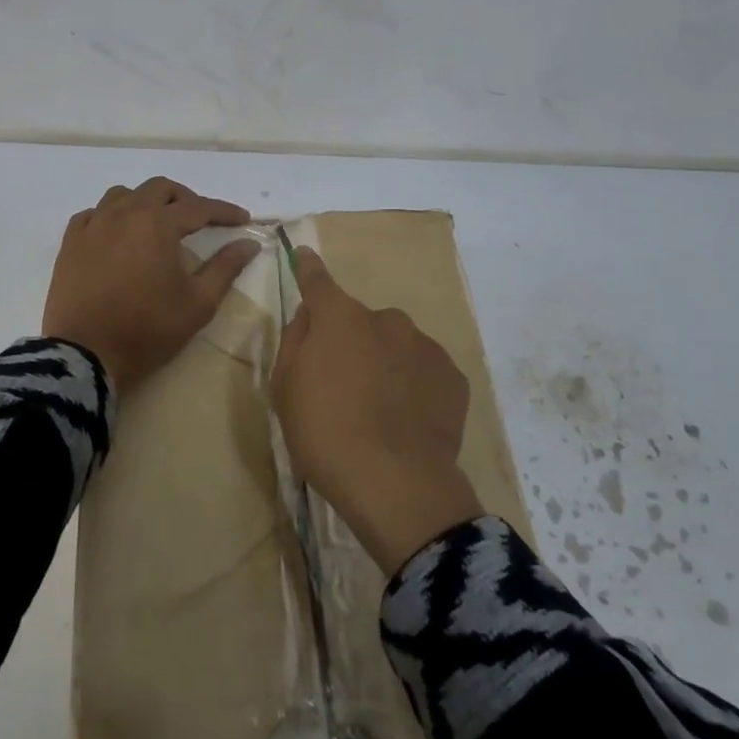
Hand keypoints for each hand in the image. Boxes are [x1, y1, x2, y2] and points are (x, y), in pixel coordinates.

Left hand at [42, 178, 260, 393]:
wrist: (86, 354)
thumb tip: (248, 244)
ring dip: (146, 202)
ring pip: (123, 195)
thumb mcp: (198, 303)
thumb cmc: (148, 329)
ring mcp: (93, 225)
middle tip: (200, 220)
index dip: (224, 211)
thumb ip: (225, 268)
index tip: (243, 220)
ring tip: (157, 224)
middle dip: (185, 199)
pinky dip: (111, 216)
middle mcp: (125, 213)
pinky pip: (93, 214)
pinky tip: (117, 234)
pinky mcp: (70, 243)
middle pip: (160, 189)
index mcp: (158, 224)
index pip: (199, 207)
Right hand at [271, 247, 483, 573]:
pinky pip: (424, 372)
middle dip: (351, 343)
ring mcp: (424, 346)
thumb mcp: (285, 388)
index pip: (318, 282)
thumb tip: (309, 316)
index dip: (309, 269)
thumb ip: (296, 341)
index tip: (305, 255)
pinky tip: (407, 421)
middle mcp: (386, 320)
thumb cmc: (325, 432)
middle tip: (343, 386)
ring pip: (396, 346)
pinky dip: (413, 386)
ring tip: (380, 412)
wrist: (394, 482)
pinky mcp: (453, 377)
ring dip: (385, 364)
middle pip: (360, 323)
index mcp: (340, 318)